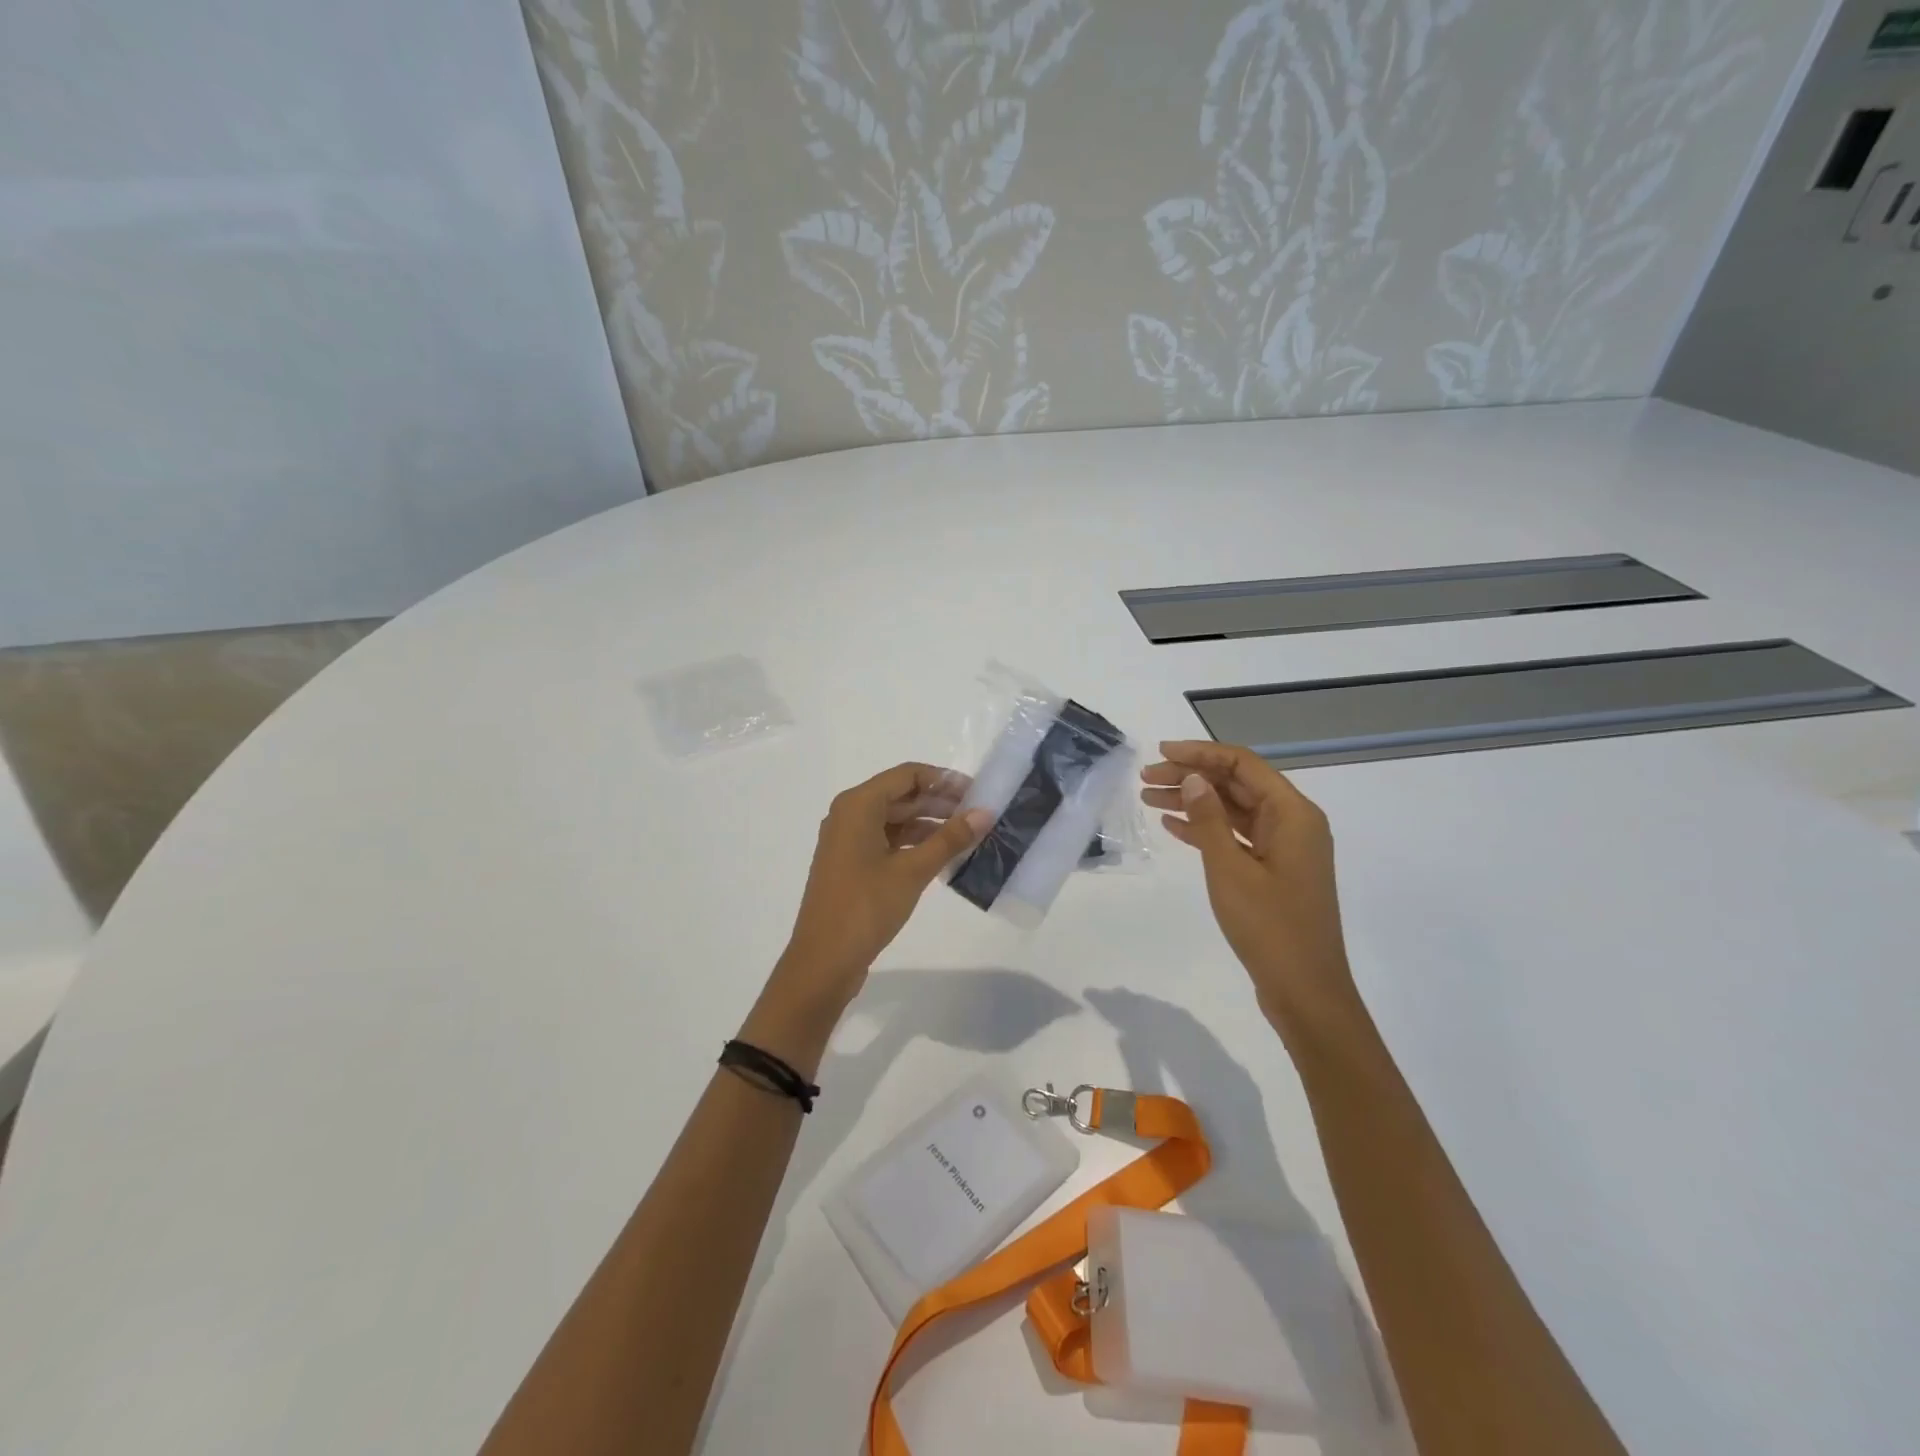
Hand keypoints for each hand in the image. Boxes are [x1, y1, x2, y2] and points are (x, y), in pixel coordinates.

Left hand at [772, 763, 990, 1013]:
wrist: (823, 961)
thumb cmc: (866, 907)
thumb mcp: (912, 871)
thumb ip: (949, 839)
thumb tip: (985, 813)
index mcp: (858, 805)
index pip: (907, 775)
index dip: (943, 780)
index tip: (977, 792)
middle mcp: (849, 815)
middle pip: (901, 795)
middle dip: (939, 802)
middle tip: (978, 814)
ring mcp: (848, 841)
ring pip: (894, 819)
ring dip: (928, 824)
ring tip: (967, 836)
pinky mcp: (851, 864)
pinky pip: (887, 840)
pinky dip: (913, 843)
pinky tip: (941, 856)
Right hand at [1142, 741, 1356, 1040]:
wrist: (1305, 991)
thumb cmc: (1269, 927)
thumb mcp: (1230, 869)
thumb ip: (1209, 820)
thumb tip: (1193, 778)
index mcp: (1292, 814)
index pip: (1242, 765)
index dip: (1200, 753)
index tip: (1160, 753)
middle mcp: (1293, 823)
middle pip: (1236, 785)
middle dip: (1191, 777)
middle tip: (1145, 779)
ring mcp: (1284, 848)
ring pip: (1233, 810)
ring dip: (1193, 802)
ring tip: (1148, 799)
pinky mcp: (1273, 871)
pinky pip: (1236, 837)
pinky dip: (1206, 829)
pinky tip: (1172, 827)